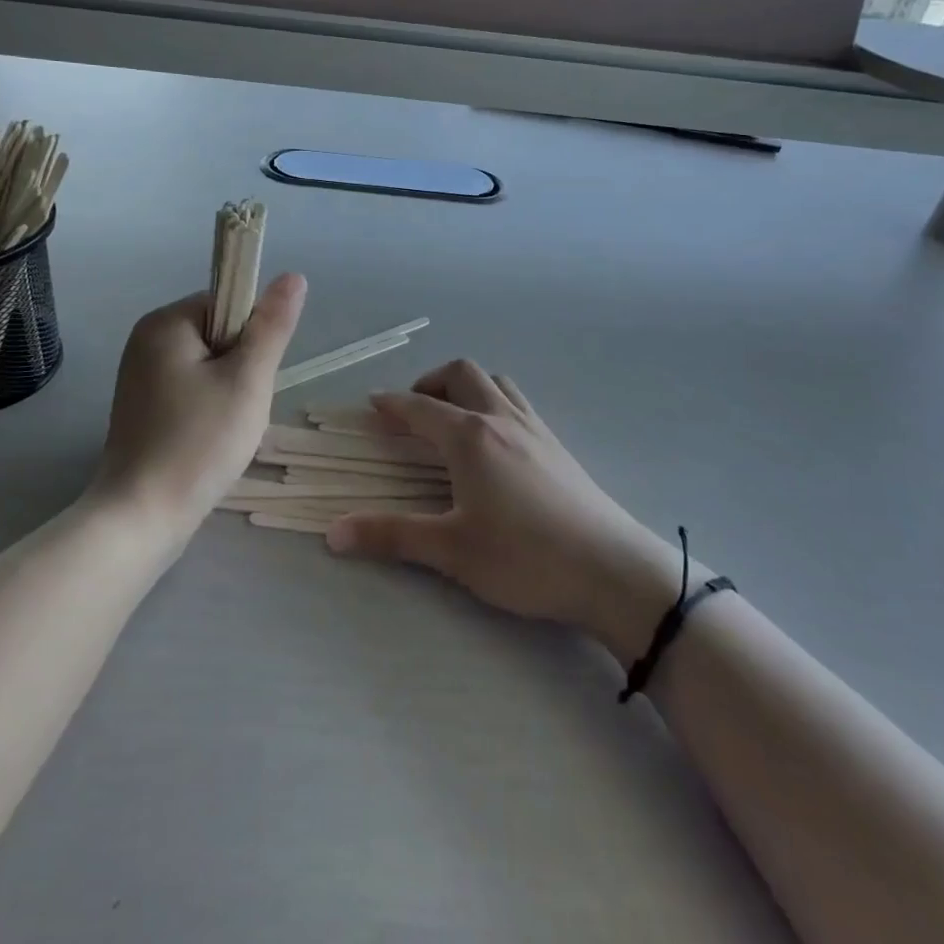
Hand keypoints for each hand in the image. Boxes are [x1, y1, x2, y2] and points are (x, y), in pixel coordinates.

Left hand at [90, 274, 306, 540]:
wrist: (141, 517)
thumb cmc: (199, 442)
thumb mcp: (248, 379)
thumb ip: (272, 326)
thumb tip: (294, 276)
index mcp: (165, 323)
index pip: (228, 304)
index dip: (252, 337)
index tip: (251, 377)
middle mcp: (146, 341)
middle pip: (219, 335)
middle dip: (241, 369)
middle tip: (240, 409)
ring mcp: (140, 377)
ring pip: (209, 368)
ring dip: (229, 393)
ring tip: (226, 430)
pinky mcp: (142, 409)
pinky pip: (191, 392)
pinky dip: (209, 411)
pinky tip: (209, 442)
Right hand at [327, 359, 693, 664]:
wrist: (611, 570)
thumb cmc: (524, 558)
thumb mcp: (451, 551)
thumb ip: (391, 536)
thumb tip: (333, 533)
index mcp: (469, 436)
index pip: (420, 407)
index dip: (392, 403)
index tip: (372, 404)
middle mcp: (500, 418)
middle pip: (461, 373)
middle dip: (430, 381)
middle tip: (413, 412)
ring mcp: (534, 428)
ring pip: (495, 382)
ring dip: (467, 386)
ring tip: (453, 417)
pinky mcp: (557, 445)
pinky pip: (518, 402)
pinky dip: (494, 402)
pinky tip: (495, 441)